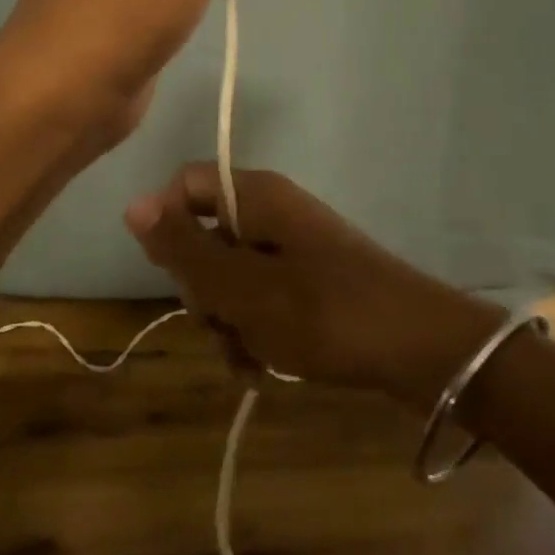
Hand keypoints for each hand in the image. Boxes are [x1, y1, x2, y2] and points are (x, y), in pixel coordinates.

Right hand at [123, 164, 503, 408]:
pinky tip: (265, 368)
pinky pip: (262, 298)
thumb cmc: (323, 312)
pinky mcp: (310, 282)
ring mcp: (294, 248)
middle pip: (206, 236)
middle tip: (222, 323)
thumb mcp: (241, 287)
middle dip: (202, 288)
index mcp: (256, 195)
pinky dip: (255, 331)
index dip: (168, 226)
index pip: (186, 186)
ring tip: (250, 358)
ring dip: (228, 320)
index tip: (175, 274)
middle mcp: (273, 211)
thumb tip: (133, 205)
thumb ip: (184, 248)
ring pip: (231, 276)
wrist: (420, 350)